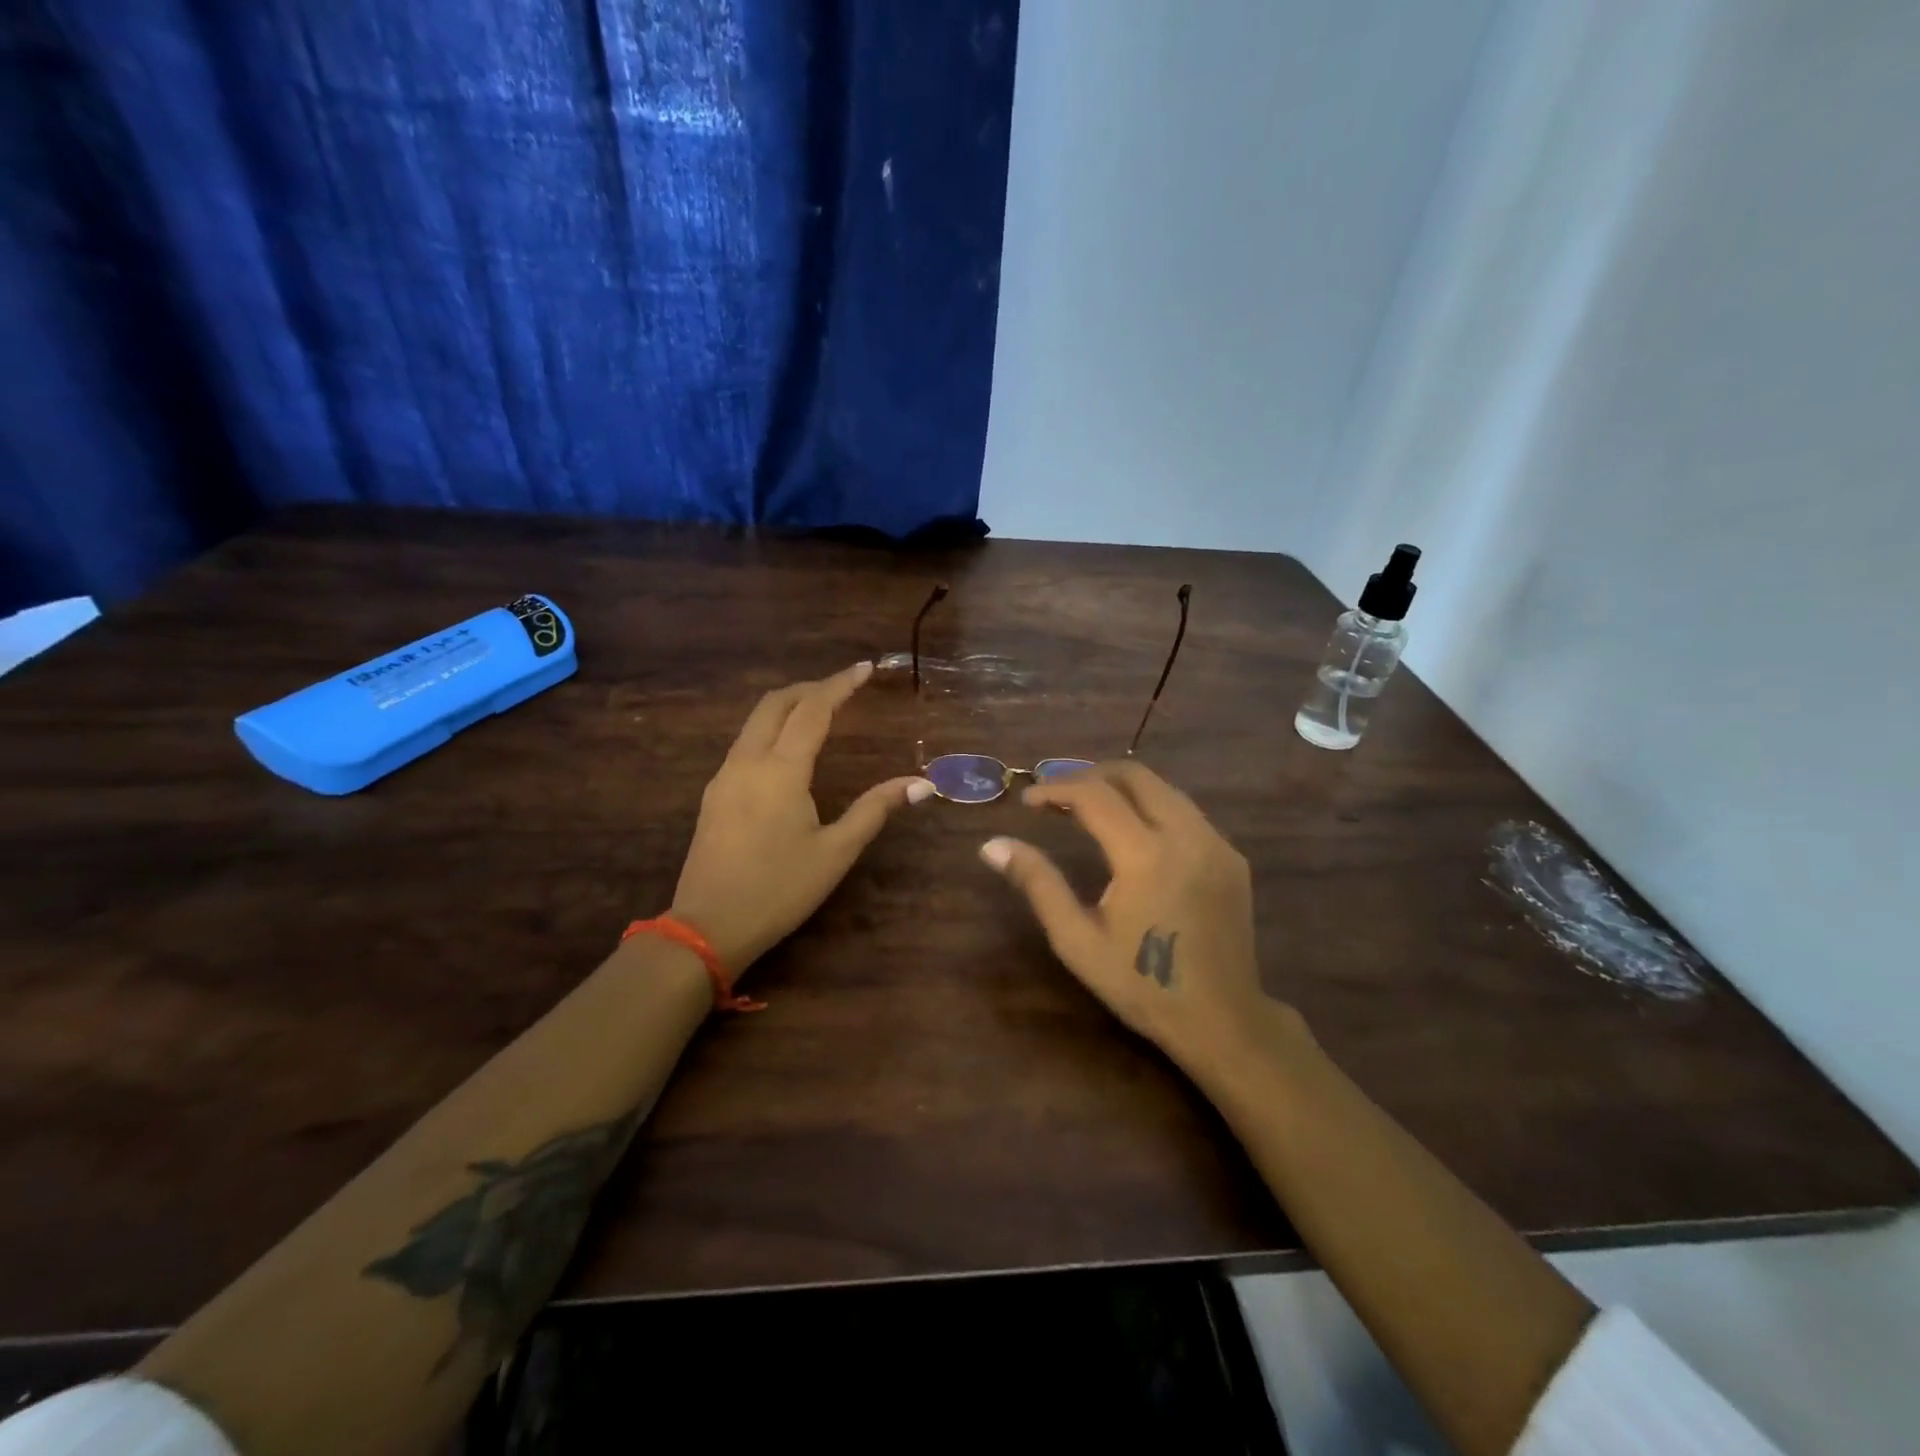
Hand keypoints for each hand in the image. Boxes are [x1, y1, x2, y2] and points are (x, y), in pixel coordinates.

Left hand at [670, 661, 934, 975]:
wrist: (708, 927)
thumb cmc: (780, 889)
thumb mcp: (836, 852)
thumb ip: (875, 809)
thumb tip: (920, 783)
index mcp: (781, 770)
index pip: (813, 710)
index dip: (840, 685)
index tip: (865, 668)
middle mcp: (748, 762)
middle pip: (775, 704)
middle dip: (810, 688)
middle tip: (842, 687)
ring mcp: (724, 777)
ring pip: (754, 722)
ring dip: (787, 707)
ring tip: (819, 712)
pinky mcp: (714, 795)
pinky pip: (744, 744)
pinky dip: (770, 730)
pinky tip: (787, 751)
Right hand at [978, 760, 1301, 1084]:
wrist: (1223, 1021)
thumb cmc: (1141, 984)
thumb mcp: (1077, 940)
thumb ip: (1037, 883)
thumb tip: (992, 845)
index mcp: (1145, 855)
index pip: (1094, 795)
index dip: (1055, 788)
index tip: (1028, 801)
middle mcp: (1186, 835)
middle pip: (1135, 775)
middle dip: (1090, 775)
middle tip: (1058, 796)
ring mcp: (1216, 843)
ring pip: (1164, 789)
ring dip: (1122, 789)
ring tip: (1088, 809)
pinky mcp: (1232, 857)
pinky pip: (1186, 813)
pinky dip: (1151, 808)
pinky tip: (1133, 836)